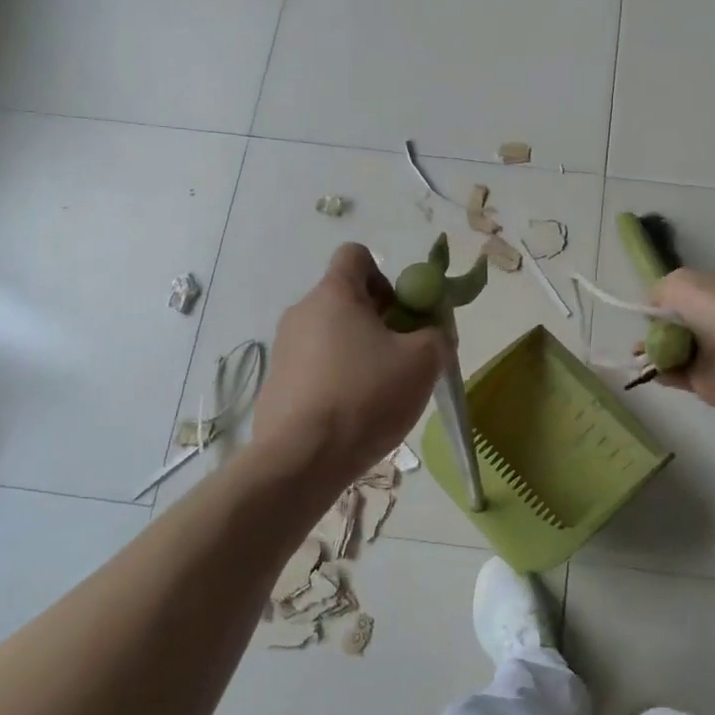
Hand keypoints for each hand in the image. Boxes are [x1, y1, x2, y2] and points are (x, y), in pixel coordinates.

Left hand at [253, 245, 447, 484]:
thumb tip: (432, 333)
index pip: (356, 255)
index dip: (386, 275)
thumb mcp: (424, 361)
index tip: (402, 312)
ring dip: (359, 352)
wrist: (301, 459)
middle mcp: (302, 312)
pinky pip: (316, 367)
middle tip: (402, 356)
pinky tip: (353, 414)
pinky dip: (338, 379)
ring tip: (380, 391)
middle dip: (379, 320)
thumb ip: (437, 334)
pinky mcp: (277, 384)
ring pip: (332, 335)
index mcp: (334, 294)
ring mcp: (284, 349)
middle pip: (346, 299)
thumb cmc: (366, 395)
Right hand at [648, 268, 714, 408]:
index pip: (692, 294)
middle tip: (640, 337)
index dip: (669, 301)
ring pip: (679, 351)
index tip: (650, 311)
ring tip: (636, 356)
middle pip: (683, 325)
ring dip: (656, 353)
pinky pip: (680, 375)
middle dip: (659, 331)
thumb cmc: (712, 308)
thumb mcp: (678, 282)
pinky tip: (648, 371)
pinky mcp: (711, 380)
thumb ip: (661, 290)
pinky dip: (662, 373)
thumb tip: (655, 307)